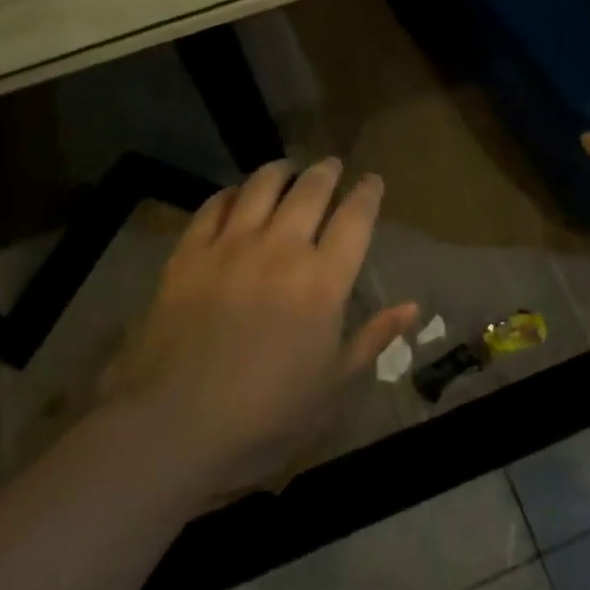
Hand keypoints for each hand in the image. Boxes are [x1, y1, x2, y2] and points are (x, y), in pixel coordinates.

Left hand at [101, 158, 415, 493]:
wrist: (176, 424)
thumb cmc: (268, 413)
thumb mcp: (333, 383)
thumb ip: (373, 337)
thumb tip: (413, 306)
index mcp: (323, 280)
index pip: (355, 218)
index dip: (367, 193)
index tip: (372, 180)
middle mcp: (281, 249)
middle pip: (310, 191)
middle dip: (326, 171)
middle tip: (332, 164)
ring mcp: (231, 246)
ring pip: (261, 187)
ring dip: (280, 171)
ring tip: (287, 168)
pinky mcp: (188, 254)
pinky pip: (214, 207)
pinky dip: (230, 193)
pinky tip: (236, 194)